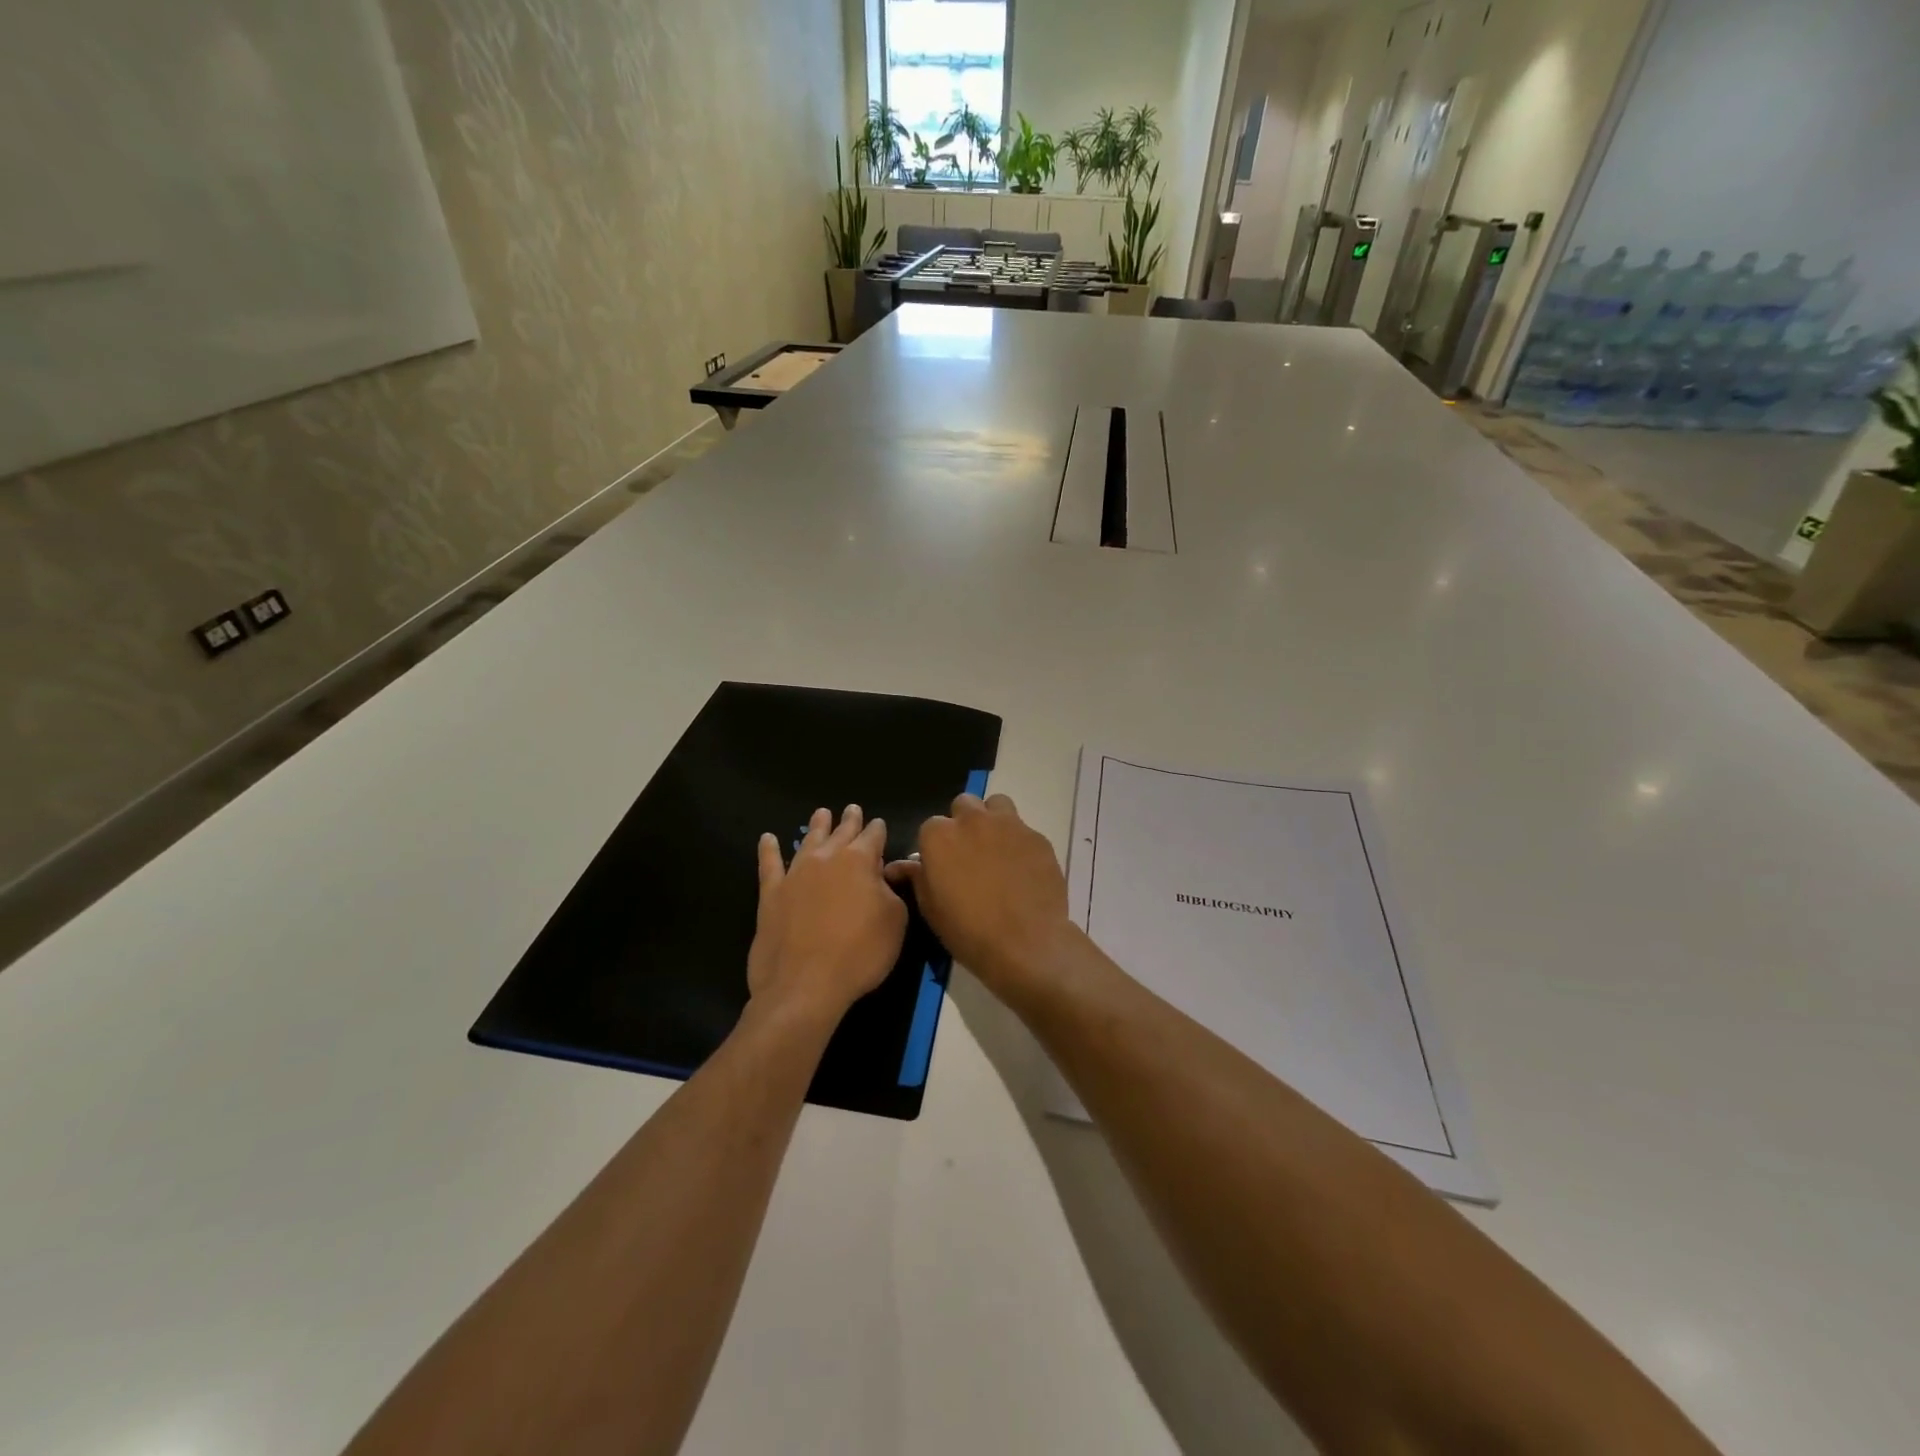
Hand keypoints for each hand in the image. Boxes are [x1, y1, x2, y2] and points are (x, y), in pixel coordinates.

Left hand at [748, 805, 907, 1024]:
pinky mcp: (771, 894)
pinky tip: (768, 838)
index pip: (873, 836)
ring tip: (822, 814)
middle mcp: (827, 858)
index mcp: (860, 861)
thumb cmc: (860, 953)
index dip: (878, 829)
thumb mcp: (895, 921)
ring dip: (817, 826)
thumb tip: (883, 876)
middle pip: (841, 832)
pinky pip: (769, 864)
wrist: (805, 984)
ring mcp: (795, 873)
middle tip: (852, 809)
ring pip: (808, 840)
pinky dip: (769, 850)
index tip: (879, 824)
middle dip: (850, 820)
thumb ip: (891, 891)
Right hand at [885, 793, 1074, 1000]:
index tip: (942, 867)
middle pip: (964, 805)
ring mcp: (1009, 825)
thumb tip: (899, 866)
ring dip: (992, 820)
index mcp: (939, 836)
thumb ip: (917, 878)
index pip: (930, 827)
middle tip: (969, 855)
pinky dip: (1019, 843)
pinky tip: (1023, 870)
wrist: (1026, 944)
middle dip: (963, 824)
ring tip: (996, 850)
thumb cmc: (968, 931)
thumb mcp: (931, 909)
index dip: (936, 847)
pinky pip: (1023, 830)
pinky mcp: (1037, 837)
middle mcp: (972, 820)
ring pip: (996, 805)